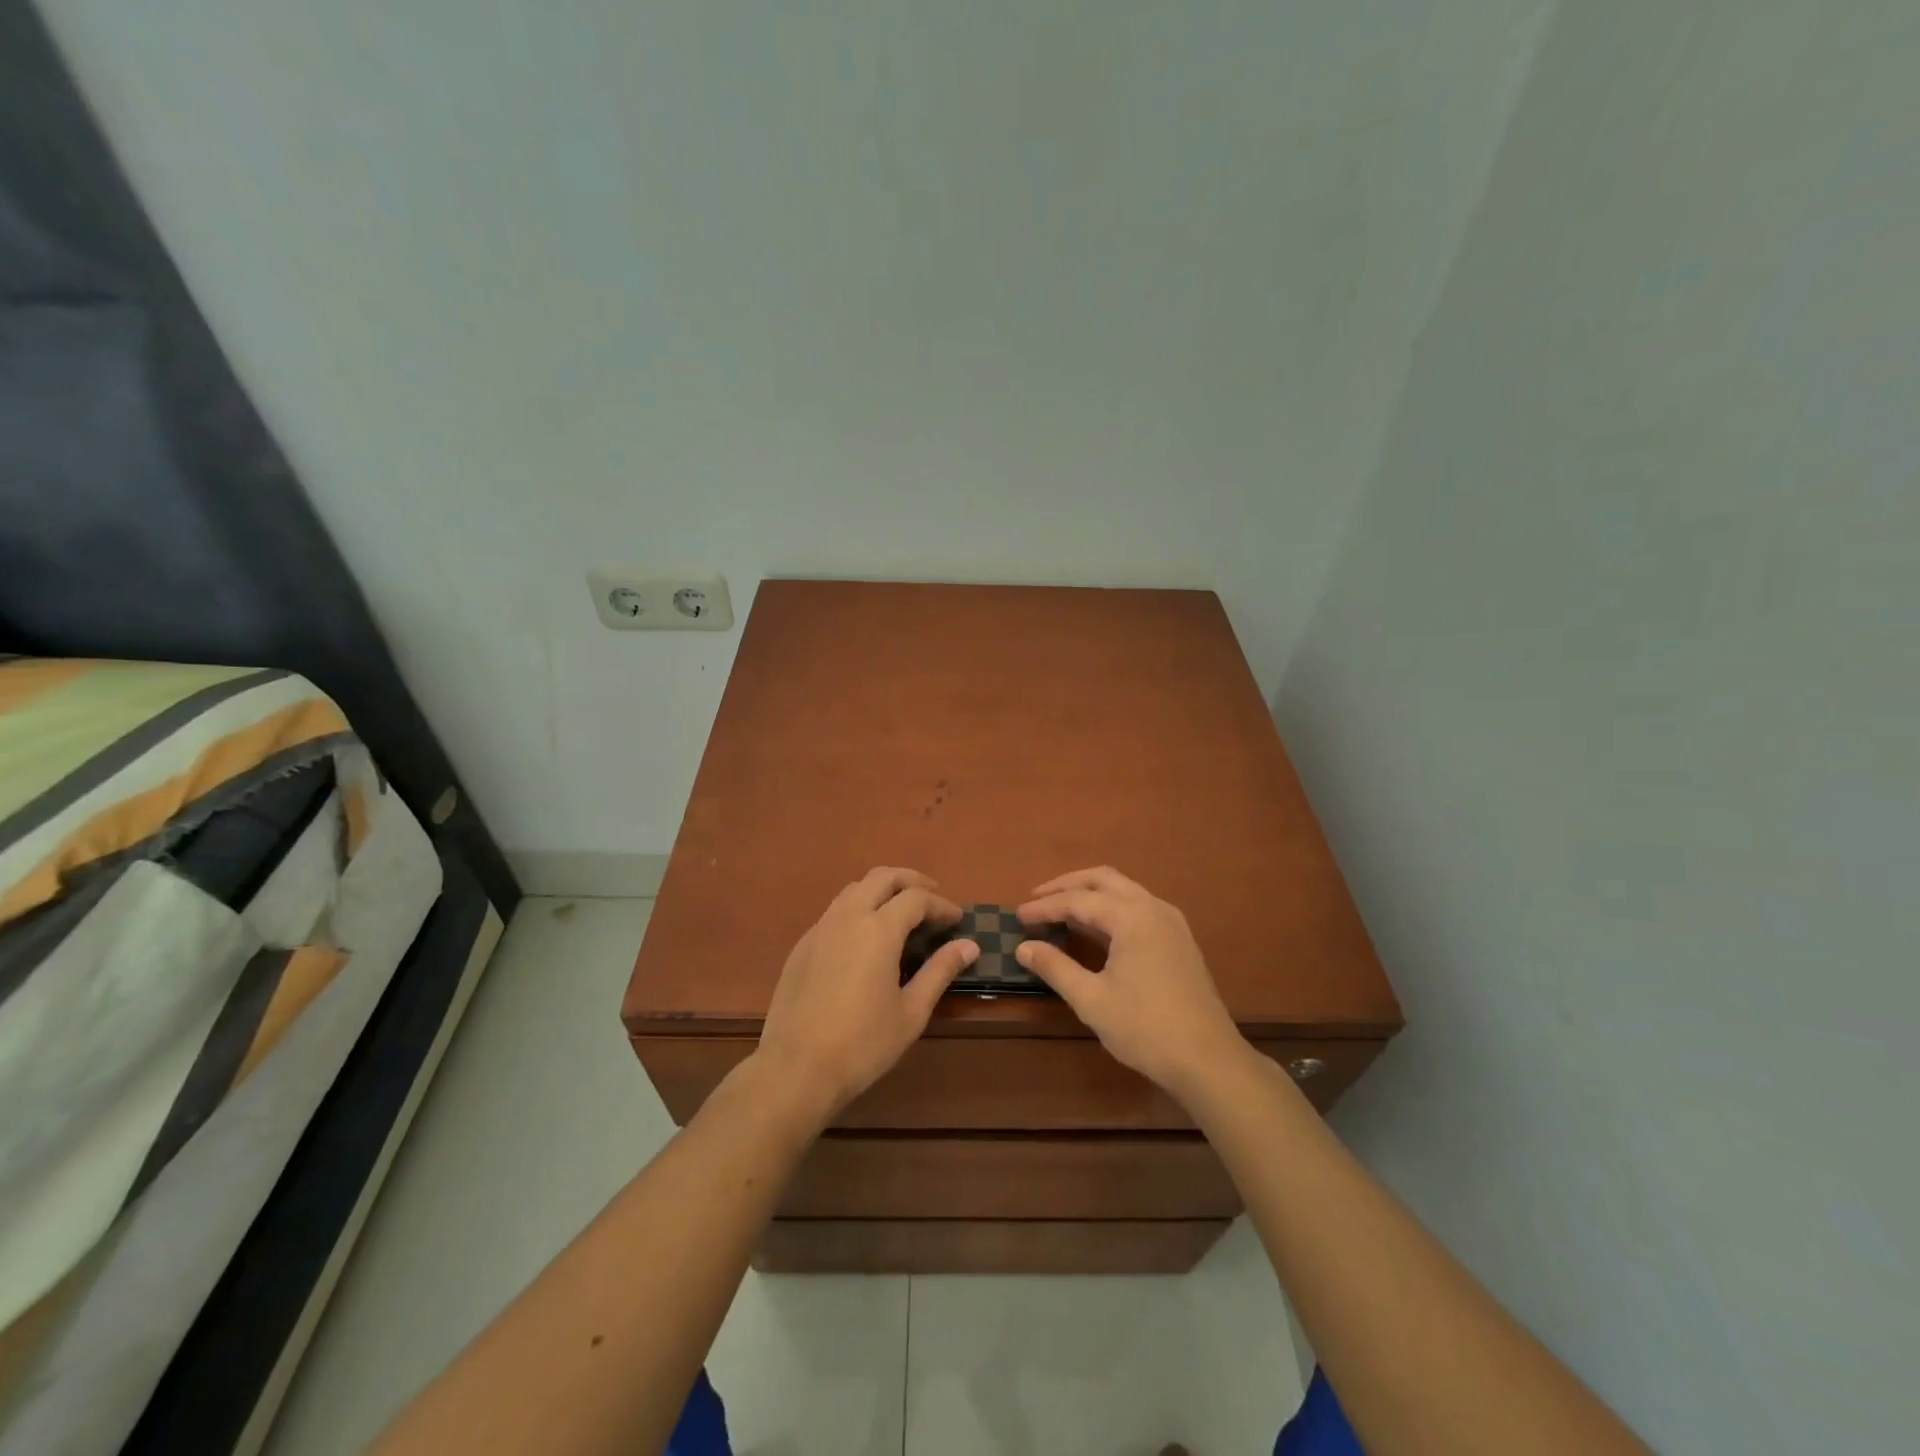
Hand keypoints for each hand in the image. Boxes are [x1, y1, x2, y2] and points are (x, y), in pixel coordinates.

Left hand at [754, 867, 976, 1121]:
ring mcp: (820, 928)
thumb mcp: (912, 1012)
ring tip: (901, 912)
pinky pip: (835, 910)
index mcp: (878, 930)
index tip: (957, 919)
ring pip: (855, 889)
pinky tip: (866, 936)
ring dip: (882, 890)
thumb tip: (969, 945)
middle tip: (932, 898)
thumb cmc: (862, 1044)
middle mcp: (848, 917)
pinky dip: (859, 908)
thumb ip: (940, 971)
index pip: (916, 898)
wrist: (795, 1069)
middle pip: (882, 877)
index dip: (941, 905)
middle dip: (911, 881)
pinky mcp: (802, 945)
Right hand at [1017, 866, 1245, 1098]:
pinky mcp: (1179, 939)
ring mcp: (1171, 922)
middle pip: (1103, 879)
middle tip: (1036, 898)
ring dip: (1090, 894)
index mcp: (1132, 917)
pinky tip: (1096, 929)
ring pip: (1123, 890)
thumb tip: (1023, 947)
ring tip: (1061, 909)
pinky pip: (1138, 906)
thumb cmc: (1146, 1029)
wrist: (1209, 1060)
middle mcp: (1153, 907)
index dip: (1045, 907)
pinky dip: (1110, 907)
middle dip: (1067, 885)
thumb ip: (1055, 968)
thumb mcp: (1092, 1000)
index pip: (1078, 900)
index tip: (1018, 916)